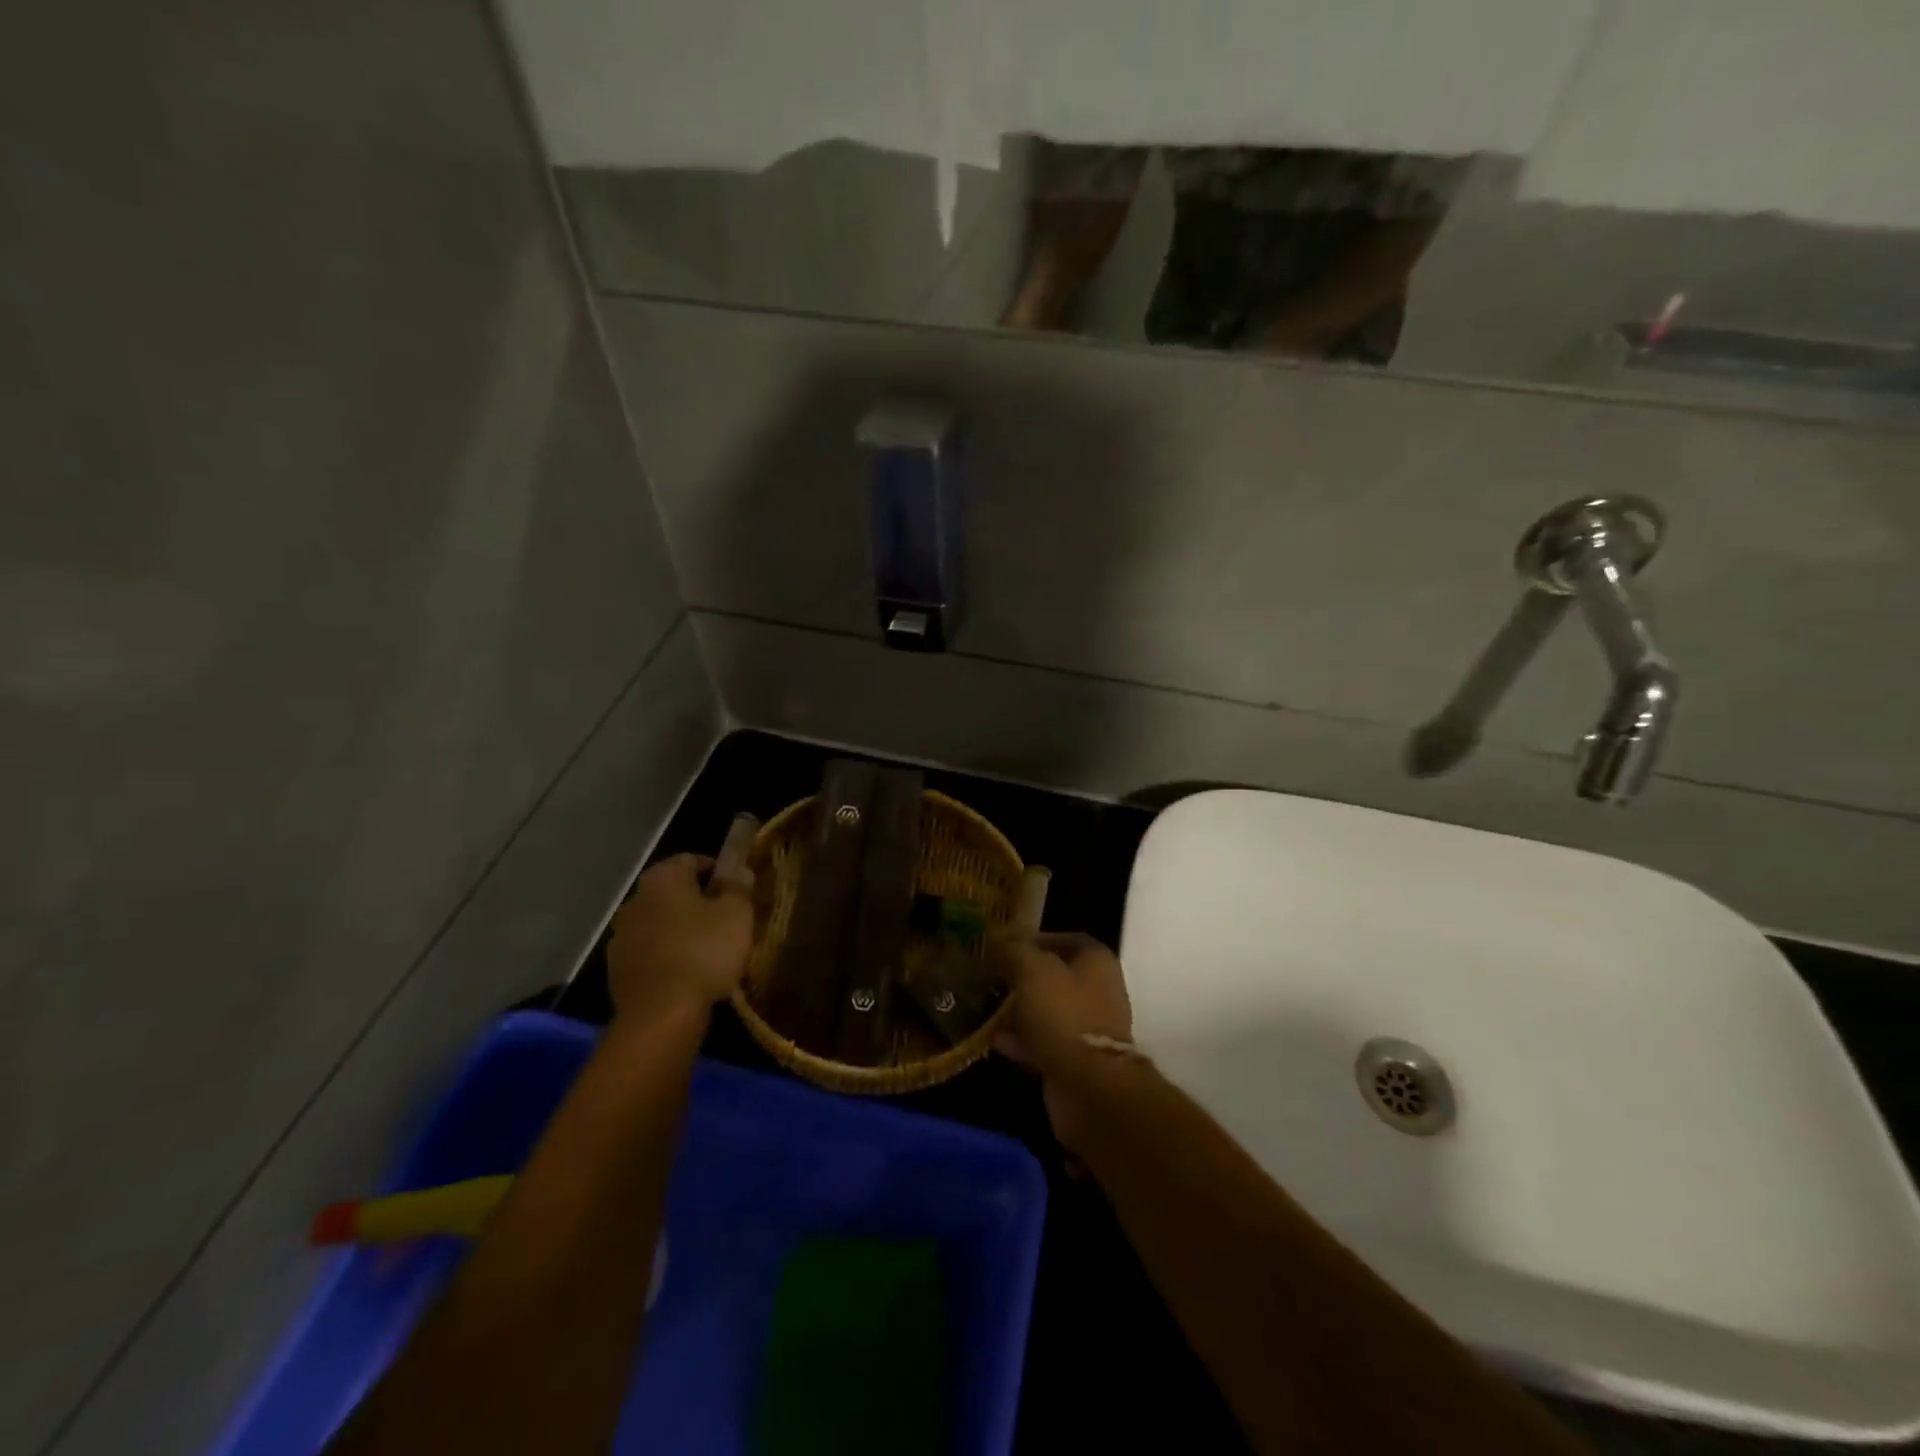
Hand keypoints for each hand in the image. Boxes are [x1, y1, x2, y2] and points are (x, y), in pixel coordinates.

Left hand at [606, 854, 754, 1024]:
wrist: (660, 1015)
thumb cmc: (703, 952)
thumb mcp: (736, 914)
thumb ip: (738, 887)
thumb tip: (739, 868)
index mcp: (662, 878)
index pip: (692, 860)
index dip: (718, 871)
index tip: (737, 890)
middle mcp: (635, 900)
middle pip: (673, 892)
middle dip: (698, 902)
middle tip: (726, 920)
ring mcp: (622, 937)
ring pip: (660, 924)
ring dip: (681, 931)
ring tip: (709, 951)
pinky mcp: (618, 970)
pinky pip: (650, 953)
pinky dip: (668, 957)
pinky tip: (688, 974)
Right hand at [991, 932, 1133, 1144]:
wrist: (1089, 1085)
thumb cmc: (1064, 1014)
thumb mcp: (1033, 970)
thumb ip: (1015, 950)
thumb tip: (999, 939)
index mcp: (1096, 961)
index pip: (1066, 938)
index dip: (1036, 938)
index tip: (1005, 945)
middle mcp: (1099, 990)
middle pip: (1056, 975)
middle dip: (1023, 975)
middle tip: (992, 976)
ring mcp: (1089, 1027)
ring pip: (1049, 1009)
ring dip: (1020, 1009)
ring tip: (987, 1005)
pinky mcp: (1077, 1059)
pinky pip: (1045, 1041)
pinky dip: (1022, 1039)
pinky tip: (994, 1038)